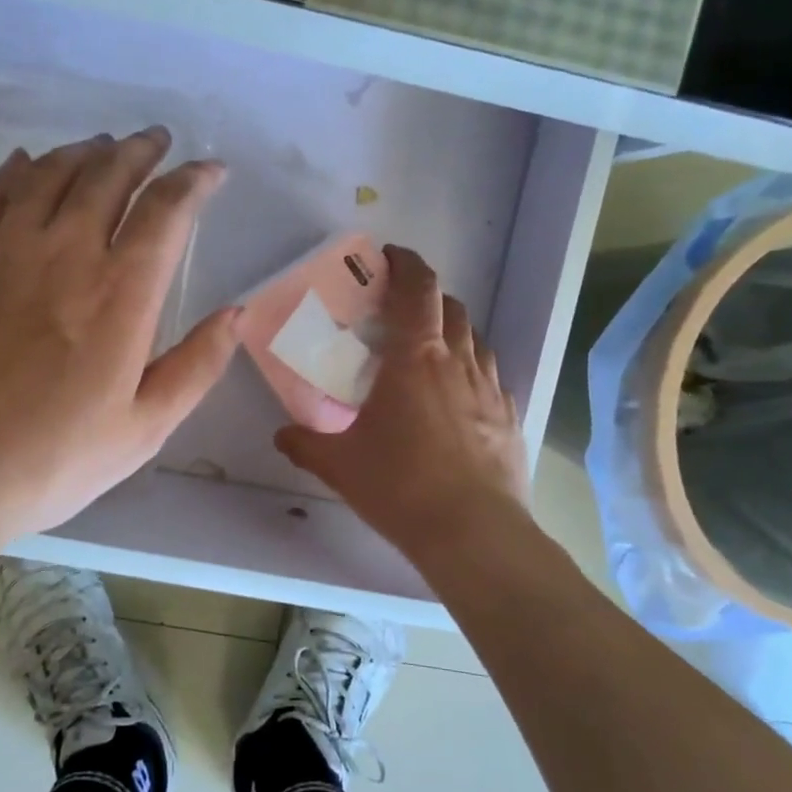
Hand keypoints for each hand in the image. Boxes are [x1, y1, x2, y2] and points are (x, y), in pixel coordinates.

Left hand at [0, 127, 238, 542]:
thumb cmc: (48, 462)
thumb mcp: (142, 430)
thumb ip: (197, 367)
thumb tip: (238, 313)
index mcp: (120, 293)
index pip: (167, 211)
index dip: (195, 181)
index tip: (211, 170)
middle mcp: (64, 252)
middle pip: (108, 175)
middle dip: (140, 150)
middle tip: (156, 141)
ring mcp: (2, 250)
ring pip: (51, 174)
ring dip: (85, 152)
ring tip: (102, 146)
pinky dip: (17, 169)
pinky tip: (27, 162)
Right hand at [274, 245, 529, 564]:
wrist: (474, 534)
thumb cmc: (400, 485)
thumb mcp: (339, 464)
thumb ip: (305, 443)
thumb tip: (282, 434)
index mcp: (415, 358)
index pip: (418, 289)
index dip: (406, 264)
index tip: (390, 257)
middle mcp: (457, 362)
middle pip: (452, 307)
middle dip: (427, 297)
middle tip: (400, 313)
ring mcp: (489, 389)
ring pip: (475, 340)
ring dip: (453, 332)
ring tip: (429, 353)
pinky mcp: (509, 418)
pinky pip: (490, 378)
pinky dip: (471, 372)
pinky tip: (457, 399)